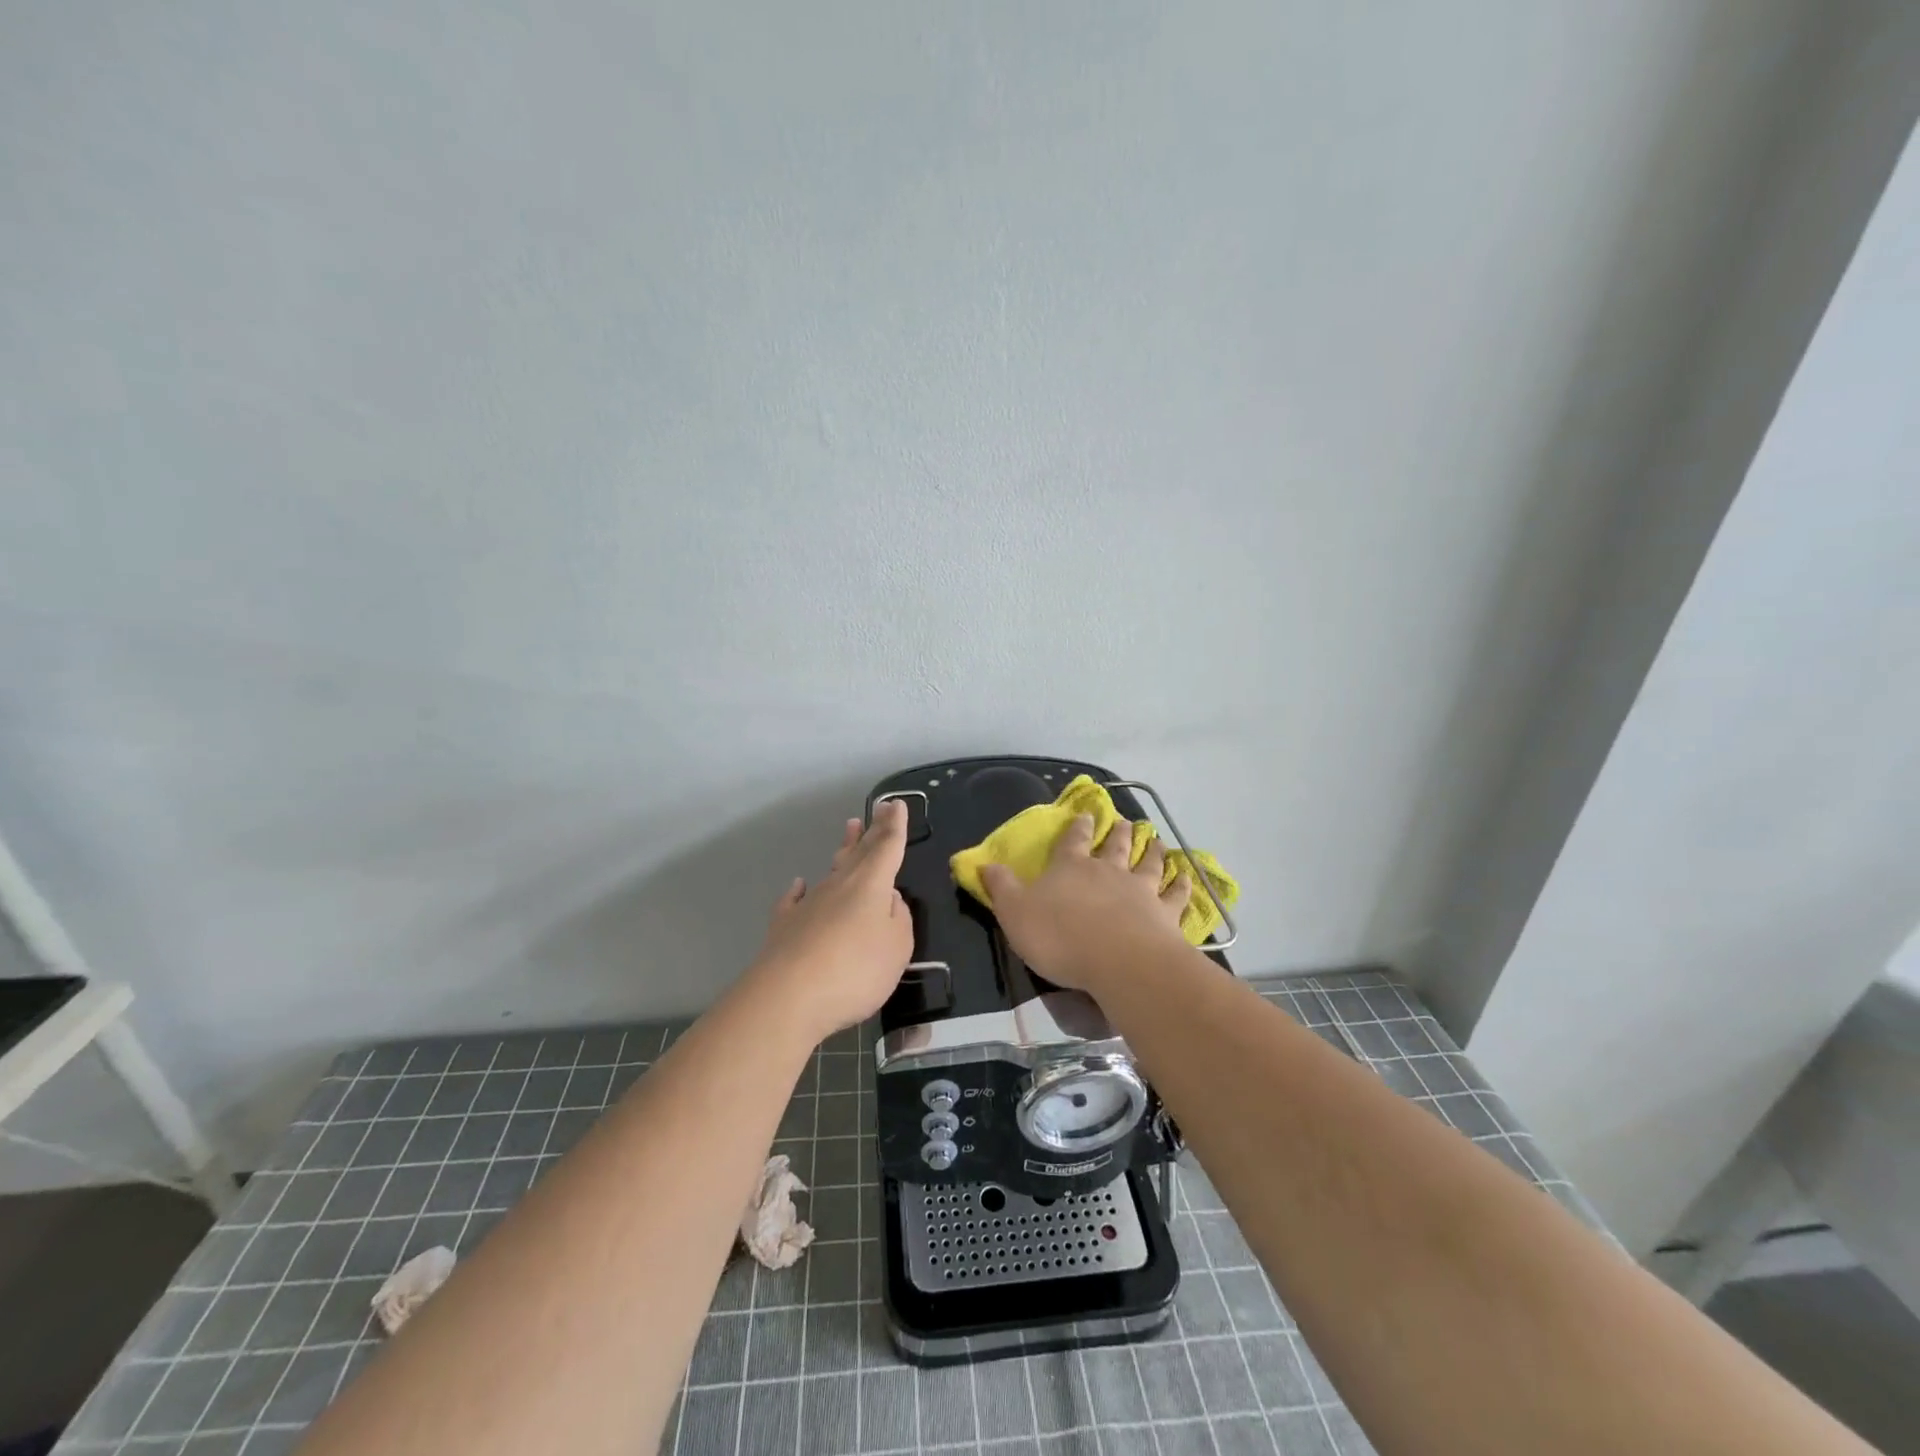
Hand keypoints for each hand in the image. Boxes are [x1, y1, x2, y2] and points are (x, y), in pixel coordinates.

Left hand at [745, 799, 913, 1045]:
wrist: (788, 997)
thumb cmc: (855, 970)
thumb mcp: (898, 947)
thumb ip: (899, 919)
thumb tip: (889, 899)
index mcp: (871, 885)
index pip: (887, 847)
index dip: (894, 826)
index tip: (896, 803)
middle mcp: (839, 885)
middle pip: (860, 851)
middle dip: (873, 830)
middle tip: (879, 808)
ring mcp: (809, 904)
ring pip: (831, 870)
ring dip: (843, 849)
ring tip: (850, 830)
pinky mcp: (785, 926)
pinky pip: (795, 900)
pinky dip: (800, 891)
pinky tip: (799, 885)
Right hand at [979, 813, 1190, 993]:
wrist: (1118, 961)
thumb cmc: (1060, 936)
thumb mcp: (1015, 913)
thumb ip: (1001, 887)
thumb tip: (984, 863)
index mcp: (1070, 867)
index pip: (1072, 840)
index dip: (1077, 827)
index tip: (1086, 814)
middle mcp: (1108, 871)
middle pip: (1115, 845)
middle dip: (1119, 832)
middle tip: (1126, 822)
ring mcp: (1141, 890)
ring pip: (1149, 864)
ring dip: (1153, 851)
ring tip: (1157, 841)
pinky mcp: (1166, 915)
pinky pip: (1177, 896)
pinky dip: (1183, 885)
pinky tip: (1188, 878)